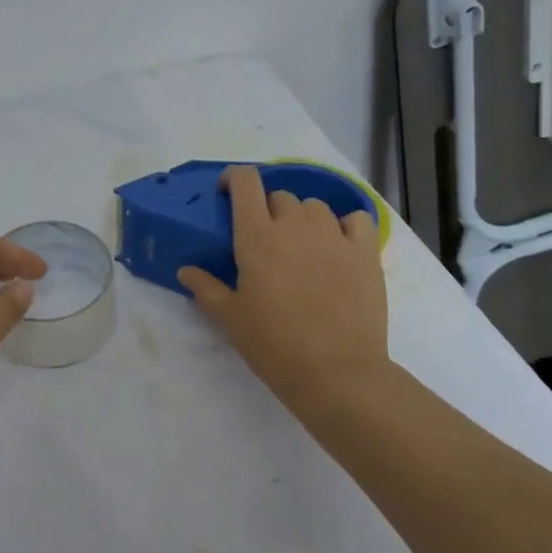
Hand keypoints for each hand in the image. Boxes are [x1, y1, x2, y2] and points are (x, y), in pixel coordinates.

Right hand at [177, 166, 390, 414]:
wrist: (337, 373)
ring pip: (315, 206)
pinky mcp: (365, 253)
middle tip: (263, 240)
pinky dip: (344, 225)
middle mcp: (295, 225)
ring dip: (302, 217)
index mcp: (257, 236)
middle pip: (279, 196)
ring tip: (300, 246)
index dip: (235, 179)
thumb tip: (186, 271)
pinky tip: (338, 246)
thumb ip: (206, 288)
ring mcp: (334, 237)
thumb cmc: (274, 345)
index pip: (246, 183)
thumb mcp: (230, 318)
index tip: (227, 193)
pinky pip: (356, 219)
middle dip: (267, 209)